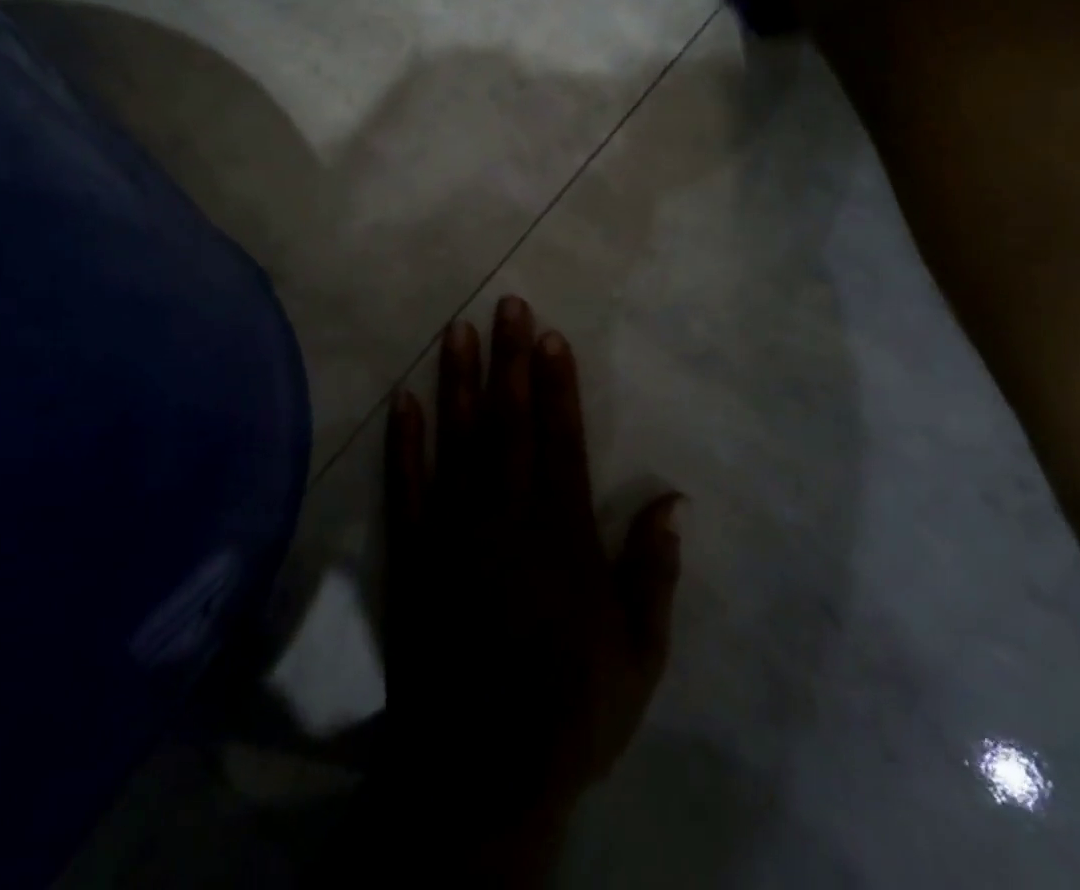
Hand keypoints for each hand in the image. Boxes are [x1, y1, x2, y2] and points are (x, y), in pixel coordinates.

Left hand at [380, 297, 681, 884]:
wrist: (481, 773)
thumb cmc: (570, 711)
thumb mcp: (639, 654)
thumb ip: (654, 572)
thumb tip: (676, 499)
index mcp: (562, 535)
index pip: (562, 439)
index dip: (556, 383)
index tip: (549, 336)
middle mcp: (507, 517)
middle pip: (510, 422)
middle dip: (510, 360)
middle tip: (507, 305)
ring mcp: (456, 532)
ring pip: (459, 441)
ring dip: (459, 382)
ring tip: (458, 330)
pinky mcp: (416, 554)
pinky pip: (408, 487)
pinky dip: (405, 442)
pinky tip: (403, 401)